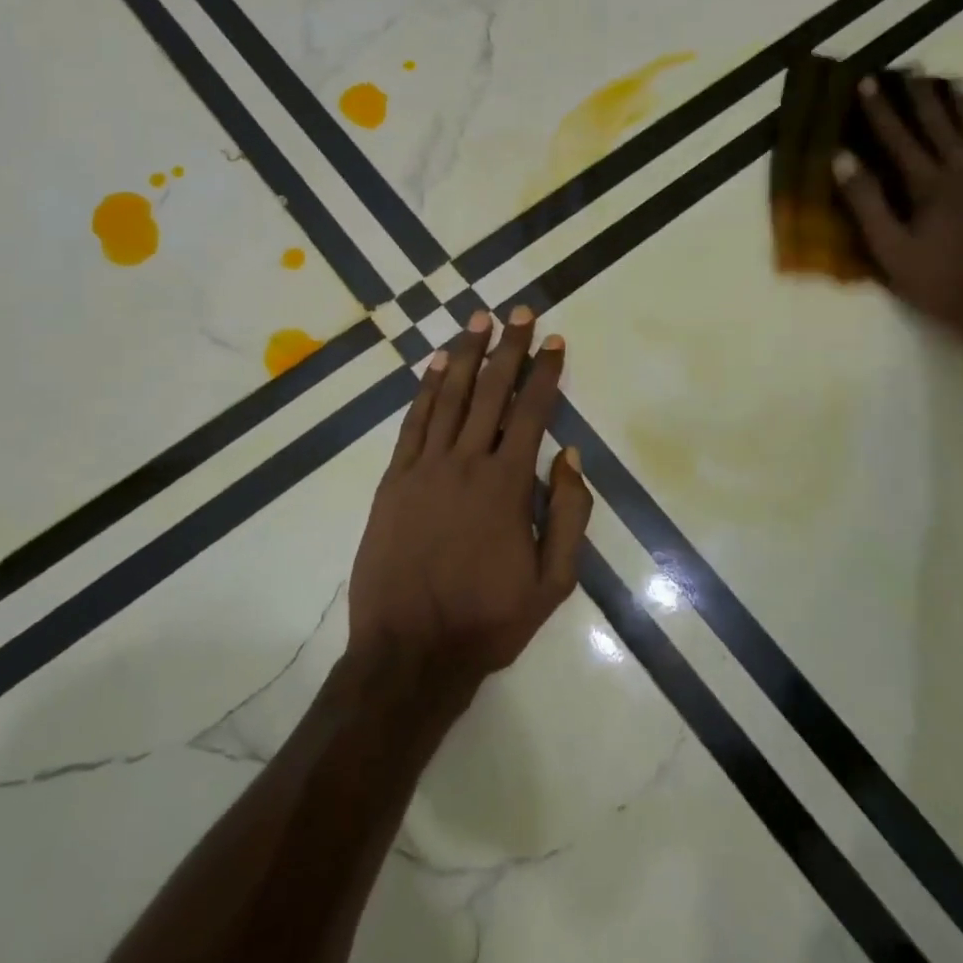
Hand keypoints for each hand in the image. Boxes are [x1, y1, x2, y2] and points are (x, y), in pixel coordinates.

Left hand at [347, 307, 593, 691]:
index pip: (531, 412)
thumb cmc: (487, 619)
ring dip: (466, 355)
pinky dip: (426, 389)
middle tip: (519, 312)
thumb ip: (568, 514)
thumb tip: (569, 456)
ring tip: (479, 320)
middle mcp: (465, 463)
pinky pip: (413, 423)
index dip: (545, 373)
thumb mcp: (552, 581)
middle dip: (508, 348)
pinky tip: (436, 364)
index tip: (555, 340)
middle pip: (491, 392)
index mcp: (506, 485)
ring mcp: (423, 468)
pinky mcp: (393, 480)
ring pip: (449, 397)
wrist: (409, 650)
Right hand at [835, 72, 962, 356]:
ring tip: (956, 82)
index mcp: (930, 188)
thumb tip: (842, 159)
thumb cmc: (946, 284)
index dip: (882, 111)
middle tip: (915, 69)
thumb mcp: (892, 251)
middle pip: (942, 129)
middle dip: (924, 98)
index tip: (869, 81)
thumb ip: (867, 204)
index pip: (899, 140)